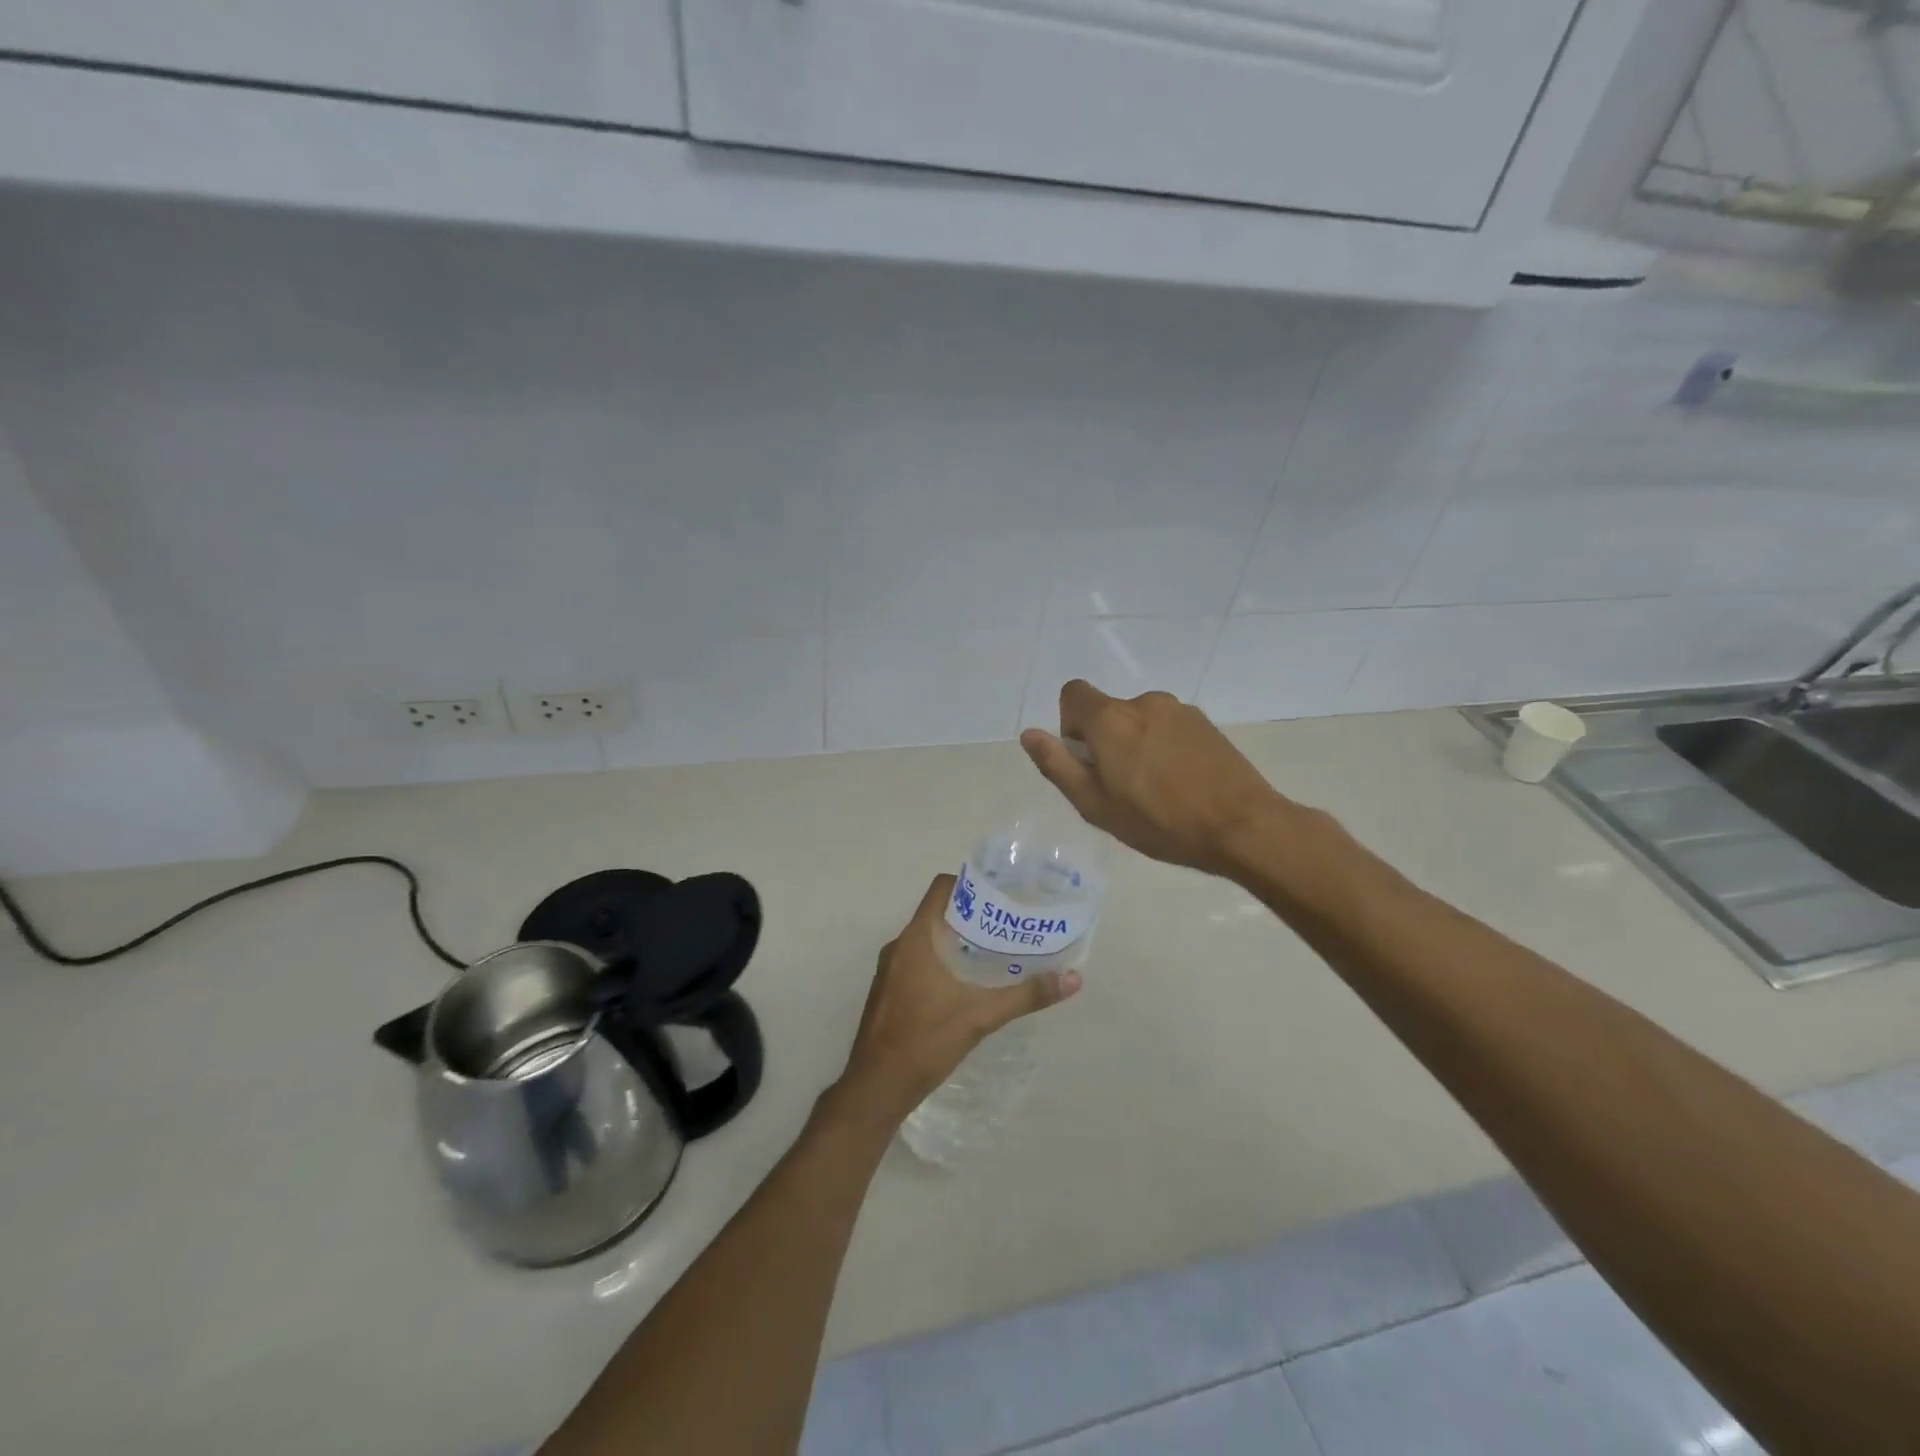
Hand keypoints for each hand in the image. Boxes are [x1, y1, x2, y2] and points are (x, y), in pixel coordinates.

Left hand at [834, 874, 1080, 1128]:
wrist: (876, 1087)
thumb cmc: (925, 1041)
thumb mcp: (981, 1016)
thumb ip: (1026, 995)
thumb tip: (1072, 978)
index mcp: (916, 939)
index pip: (941, 889)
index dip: (970, 883)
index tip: (1001, 892)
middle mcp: (899, 946)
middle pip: (938, 913)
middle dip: (972, 915)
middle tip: (1008, 923)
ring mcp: (890, 969)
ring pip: (927, 939)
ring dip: (957, 939)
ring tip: (994, 950)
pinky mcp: (889, 990)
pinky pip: (918, 960)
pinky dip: (942, 960)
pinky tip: (967, 982)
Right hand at [1020, 680, 1291, 878]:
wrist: (1242, 826)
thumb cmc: (1160, 822)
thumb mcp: (1095, 804)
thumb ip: (1057, 766)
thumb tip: (1029, 734)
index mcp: (1111, 719)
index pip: (1073, 694)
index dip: (1070, 725)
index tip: (1088, 761)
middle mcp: (1143, 702)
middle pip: (1108, 711)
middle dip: (1105, 742)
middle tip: (1122, 788)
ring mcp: (1180, 710)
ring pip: (1140, 721)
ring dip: (1137, 745)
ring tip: (1156, 791)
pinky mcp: (1206, 724)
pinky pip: (1169, 728)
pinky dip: (1165, 748)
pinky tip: (1182, 784)